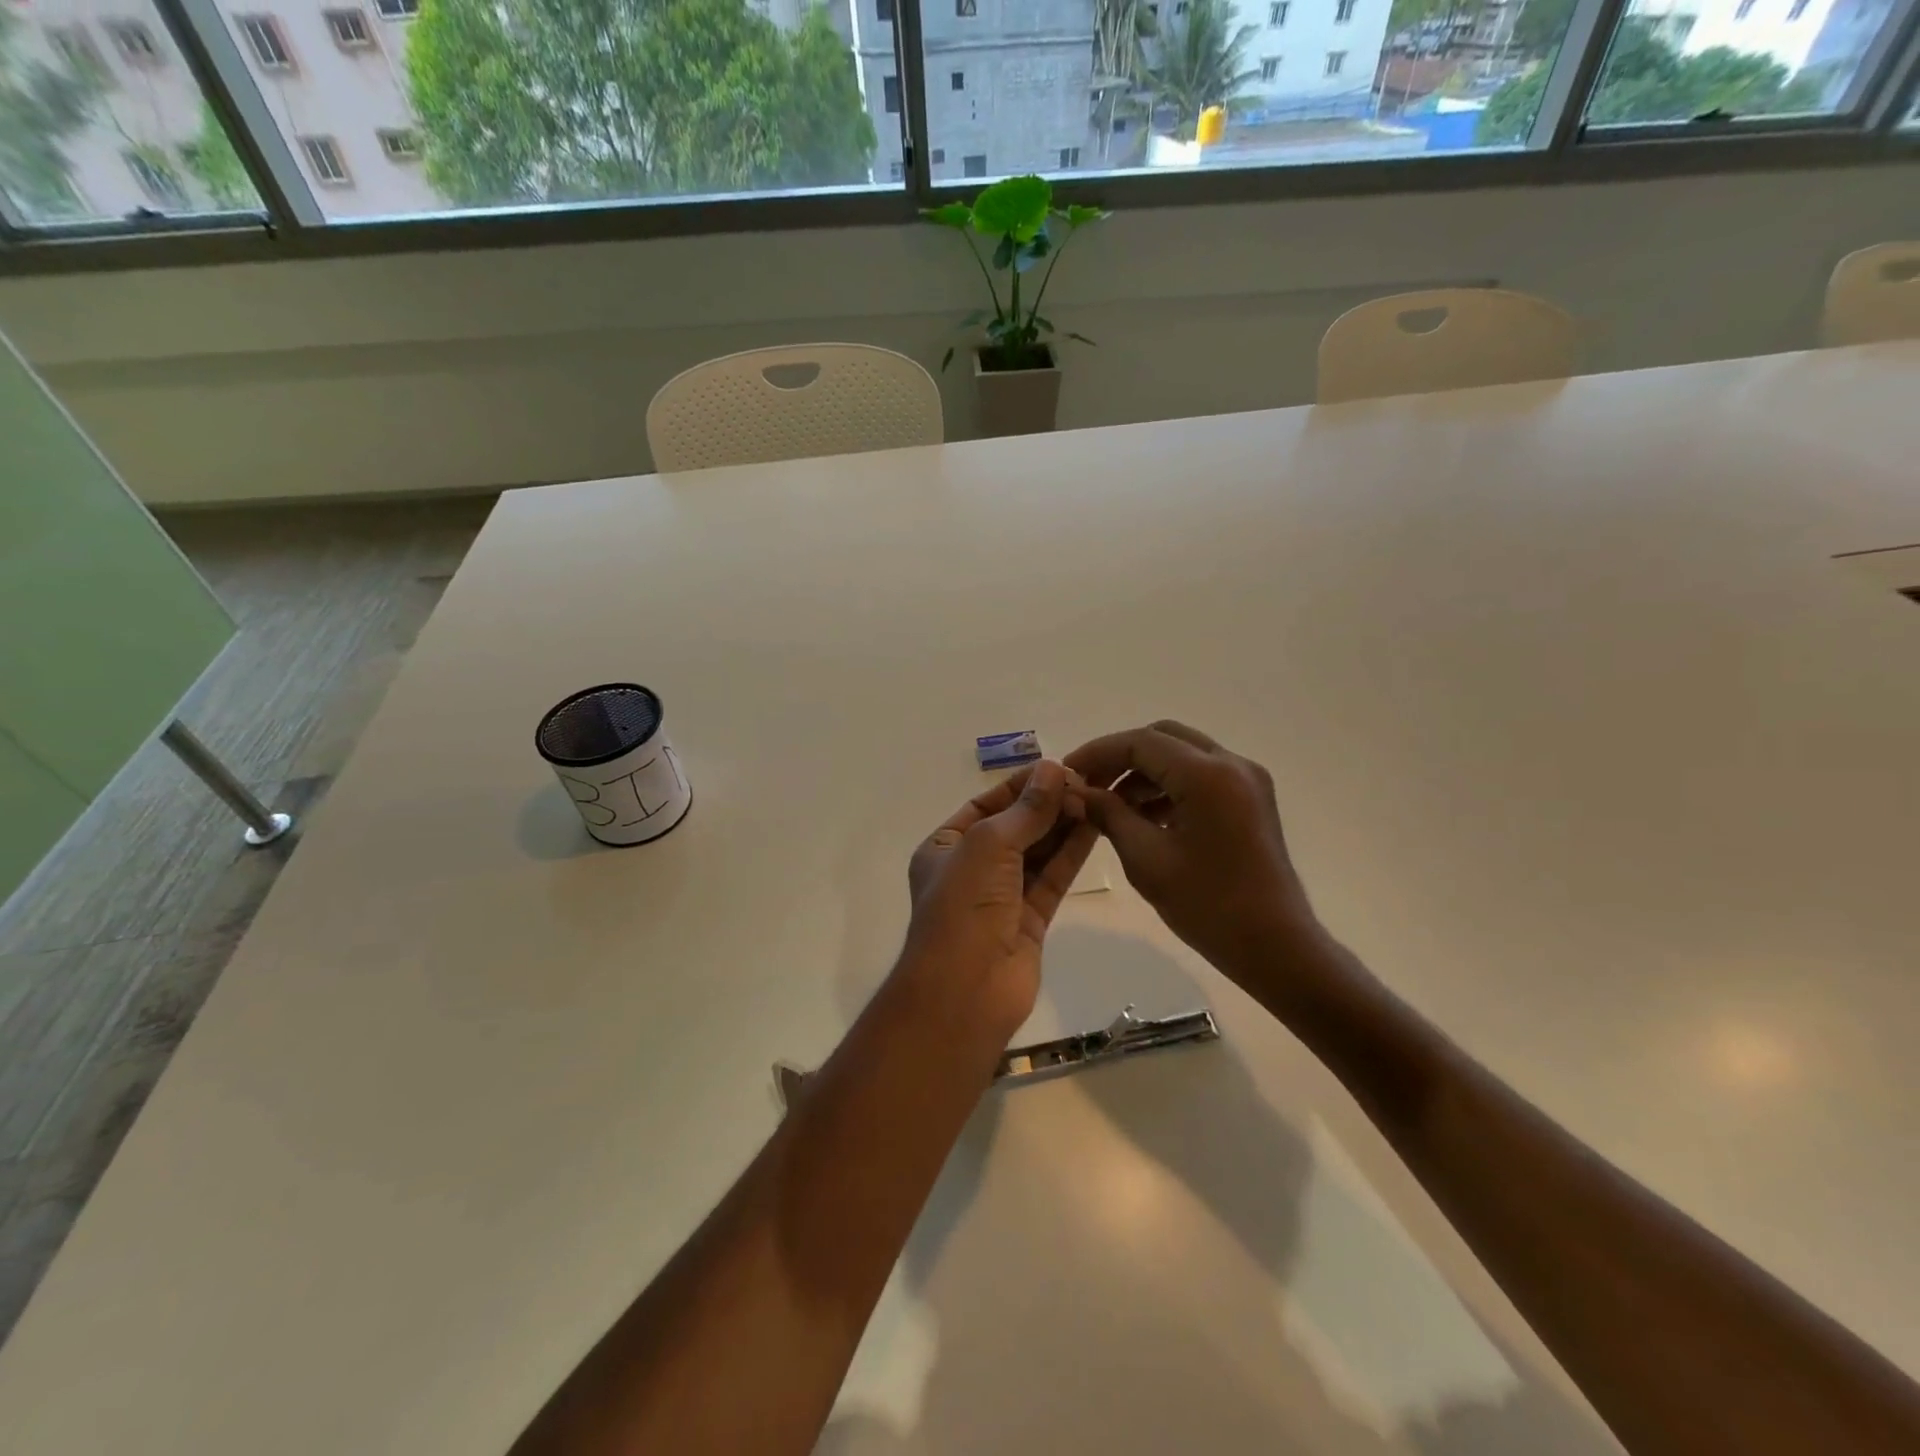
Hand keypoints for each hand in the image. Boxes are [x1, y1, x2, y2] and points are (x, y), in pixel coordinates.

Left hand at [901, 760, 1096, 1040]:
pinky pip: (1052, 878)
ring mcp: (1001, 897)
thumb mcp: (988, 845)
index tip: (1058, 767)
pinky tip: (1094, 827)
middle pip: (1014, 827)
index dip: (1020, 785)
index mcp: (945, 847)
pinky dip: (1071, 854)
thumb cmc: (963, 906)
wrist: (965, 991)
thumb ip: (1026, 809)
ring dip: (1062, 825)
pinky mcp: (1030, 920)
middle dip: (1046, 804)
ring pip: (1037, 852)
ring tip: (1095, 797)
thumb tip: (1053, 769)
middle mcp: (971, 869)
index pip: (986, 805)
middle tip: (1085, 782)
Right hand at [1064, 721, 1317, 980]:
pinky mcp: (1251, 798)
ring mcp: (1247, 780)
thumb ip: (1108, 815)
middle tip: (1089, 785)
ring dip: (1144, 771)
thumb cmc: (1208, 905)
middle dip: (1121, 756)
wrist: (1275, 946)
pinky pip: (1202, 774)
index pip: (1140, 742)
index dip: (1098, 752)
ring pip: (1183, 754)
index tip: (1067, 773)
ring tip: (1111, 806)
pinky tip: (1144, 817)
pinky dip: (1169, 785)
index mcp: (1207, 775)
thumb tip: (1077, 791)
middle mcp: (1232, 764)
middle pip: (1163, 737)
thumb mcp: (1146, 859)